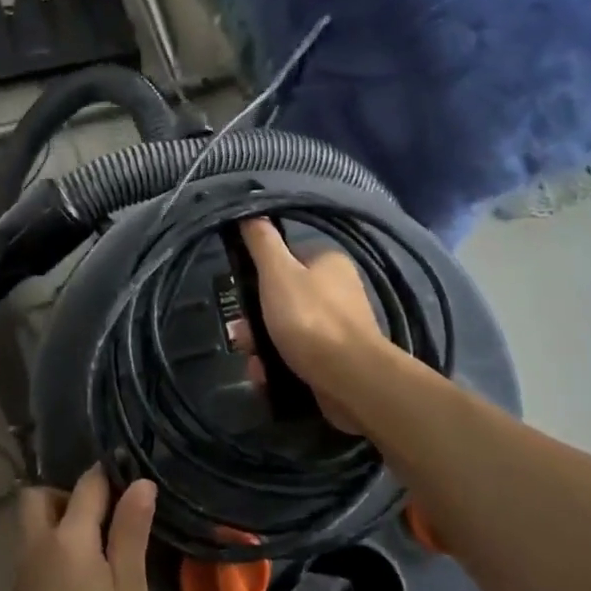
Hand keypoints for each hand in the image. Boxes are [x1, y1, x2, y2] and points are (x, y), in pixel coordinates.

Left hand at [6, 466, 156, 590]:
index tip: (133, 485)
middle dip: (68, 495)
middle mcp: (36, 547)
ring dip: (60, 524)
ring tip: (101, 553)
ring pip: (34, 527)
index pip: (87, 485)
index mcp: (66, 539)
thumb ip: (130, 532)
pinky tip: (83, 583)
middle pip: (39, 497)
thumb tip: (140, 482)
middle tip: (105, 520)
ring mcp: (22, 575)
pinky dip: (54, 551)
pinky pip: (34, 554)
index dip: (110, 478)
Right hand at [238, 218, 391, 431]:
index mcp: (329, 264)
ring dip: (263, 346)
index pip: (285, 261)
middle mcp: (338, 292)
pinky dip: (278, 365)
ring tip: (254, 364)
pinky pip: (298, 356)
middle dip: (256, 321)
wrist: (350, 379)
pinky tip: (266, 377)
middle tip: (242, 338)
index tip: (241, 296)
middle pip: (282, 299)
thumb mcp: (278, 273)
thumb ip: (262, 242)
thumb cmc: (310, 318)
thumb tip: (250, 211)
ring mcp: (338, 328)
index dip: (259, 277)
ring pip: (286, 331)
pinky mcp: (336, 360)